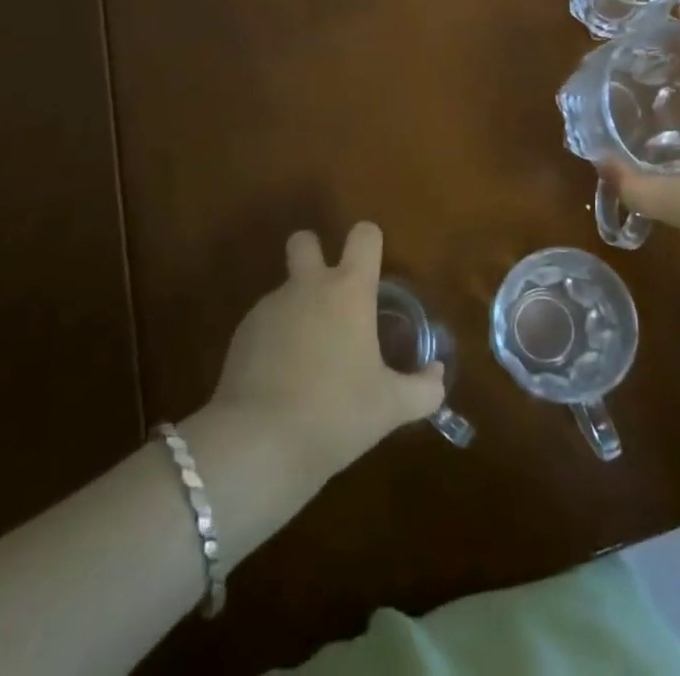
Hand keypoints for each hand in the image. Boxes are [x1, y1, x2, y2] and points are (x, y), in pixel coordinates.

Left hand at [205, 222, 445, 485]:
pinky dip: (275, 341)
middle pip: (305, 240)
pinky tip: (281, 382)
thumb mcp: (390, 408)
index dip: (370, 243)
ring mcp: (270, 307)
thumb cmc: (337, 414)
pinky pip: (265, 324)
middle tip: (329, 294)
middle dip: (314, 253)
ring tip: (309, 362)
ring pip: (286, 289)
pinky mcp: (242, 334)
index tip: (374, 270)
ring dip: (298, 310)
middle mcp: (308, 286)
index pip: (364, 236)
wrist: (259, 443)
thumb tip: (437, 374)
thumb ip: (423, 389)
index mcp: (349, 290)